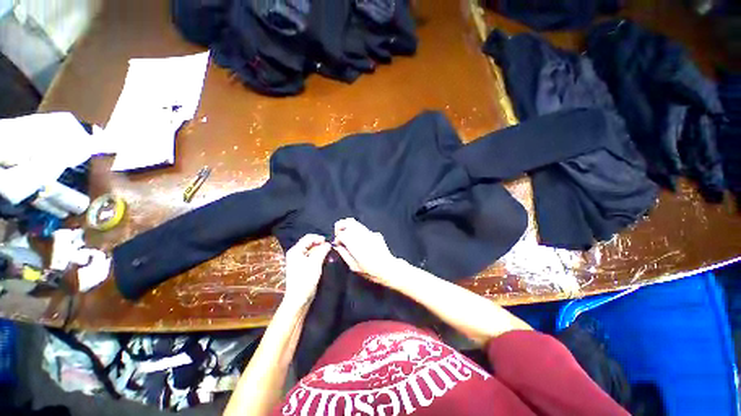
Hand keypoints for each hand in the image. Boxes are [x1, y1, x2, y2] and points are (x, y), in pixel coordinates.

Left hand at [283, 234, 331, 306]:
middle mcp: (296, 254)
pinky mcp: (303, 267)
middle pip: (310, 244)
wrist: (299, 298)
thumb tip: (328, 244)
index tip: (328, 242)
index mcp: (296, 250)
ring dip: (322, 252)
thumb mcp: (315, 262)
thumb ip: (322, 250)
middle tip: (330, 249)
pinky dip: (319, 257)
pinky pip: (312, 258)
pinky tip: (327, 260)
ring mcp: (299, 261)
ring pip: (312, 251)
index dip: (319, 238)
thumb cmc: (306, 278)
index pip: (308, 238)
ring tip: (330, 255)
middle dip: (321, 245)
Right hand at [333, 218, 401, 287]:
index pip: (342, 233)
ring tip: (347, 236)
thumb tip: (338, 247)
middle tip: (339, 234)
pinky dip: (357, 230)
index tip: (338, 244)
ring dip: (348, 227)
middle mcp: (363, 236)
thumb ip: (344, 255)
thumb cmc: (371, 271)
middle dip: (341, 226)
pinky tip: (358, 240)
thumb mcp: (354, 267)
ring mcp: (370, 233)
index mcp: (356, 245)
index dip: (337, 237)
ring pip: (356, 223)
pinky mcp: (375, 234)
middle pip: (349, 222)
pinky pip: (363, 228)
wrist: (388, 269)